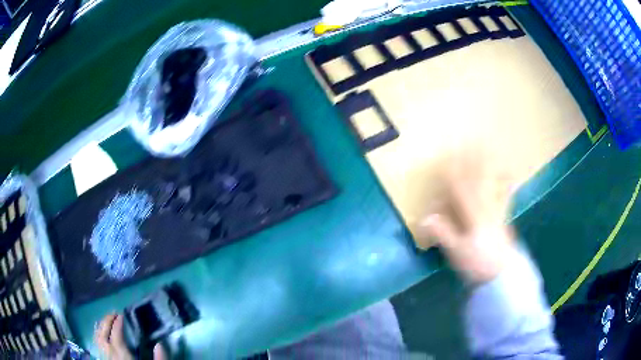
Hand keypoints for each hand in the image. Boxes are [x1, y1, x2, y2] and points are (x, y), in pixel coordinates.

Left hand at [95, 313, 167, 358]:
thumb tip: (160, 344)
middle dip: (106, 322)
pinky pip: (98, 347)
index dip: (117, 324)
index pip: (116, 337)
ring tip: (107, 320)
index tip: (122, 315)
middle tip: (113, 313)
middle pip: (103, 336)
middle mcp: (111, 357)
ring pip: (97, 340)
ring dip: (100, 327)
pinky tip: (102, 334)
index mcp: (123, 358)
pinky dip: (98, 337)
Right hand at [419, 147, 517, 283]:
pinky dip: (507, 183)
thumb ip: (444, 233)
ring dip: (489, 165)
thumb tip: (426, 217)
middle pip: (478, 180)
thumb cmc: (477, 263)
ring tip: (490, 149)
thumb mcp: (457, 252)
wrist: (501, 274)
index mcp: (473, 215)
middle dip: (473, 161)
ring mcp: (497, 210)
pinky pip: (506, 195)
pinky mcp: (503, 215)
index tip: (447, 158)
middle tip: (471, 142)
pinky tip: (511, 174)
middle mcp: (486, 207)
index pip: (461, 189)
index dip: (453, 173)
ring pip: (492, 182)